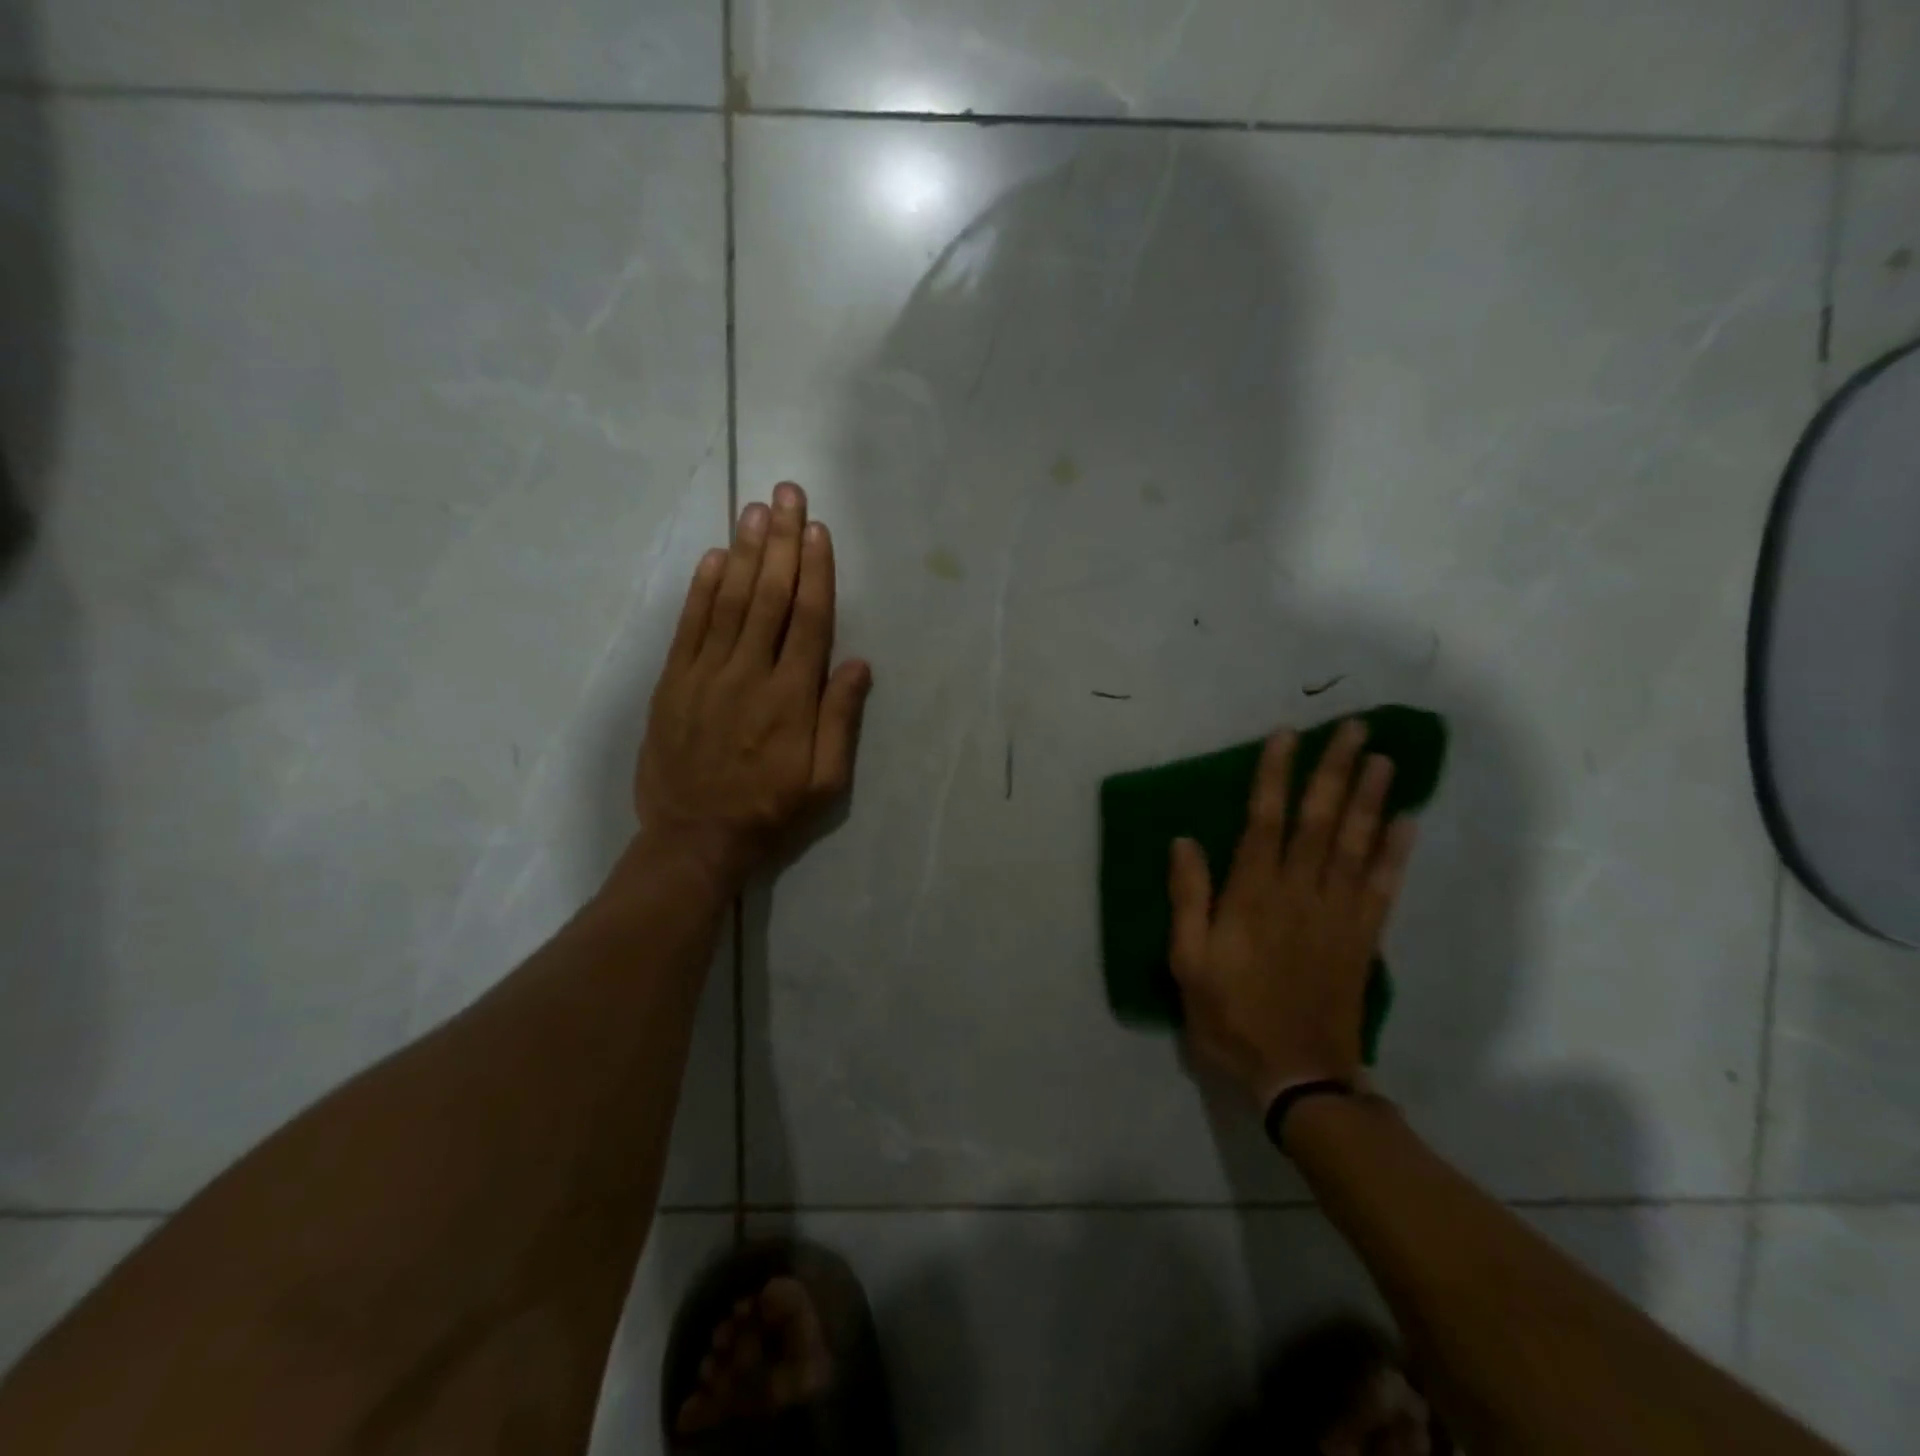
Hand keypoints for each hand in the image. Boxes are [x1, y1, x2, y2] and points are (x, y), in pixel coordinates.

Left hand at [632, 482, 871, 891]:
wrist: (695, 839)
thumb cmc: (770, 811)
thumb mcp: (826, 782)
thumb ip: (841, 720)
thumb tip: (857, 663)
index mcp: (792, 698)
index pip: (809, 620)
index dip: (816, 571)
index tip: (818, 530)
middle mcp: (750, 674)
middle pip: (770, 597)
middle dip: (782, 542)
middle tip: (787, 494)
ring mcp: (705, 675)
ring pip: (729, 602)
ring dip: (746, 552)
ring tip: (756, 509)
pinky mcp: (673, 683)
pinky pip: (689, 626)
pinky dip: (702, 589)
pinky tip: (715, 557)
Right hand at [1167, 720, 1418, 1109]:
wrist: (1298, 1076)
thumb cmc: (1232, 1016)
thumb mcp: (1188, 962)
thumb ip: (1188, 899)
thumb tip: (1184, 841)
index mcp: (1252, 895)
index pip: (1264, 821)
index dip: (1275, 776)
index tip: (1287, 736)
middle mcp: (1299, 893)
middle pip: (1320, 820)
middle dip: (1335, 770)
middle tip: (1354, 728)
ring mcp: (1338, 914)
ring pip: (1355, 843)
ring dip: (1370, 798)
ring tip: (1382, 758)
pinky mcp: (1363, 937)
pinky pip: (1383, 886)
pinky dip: (1396, 852)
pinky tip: (1406, 822)